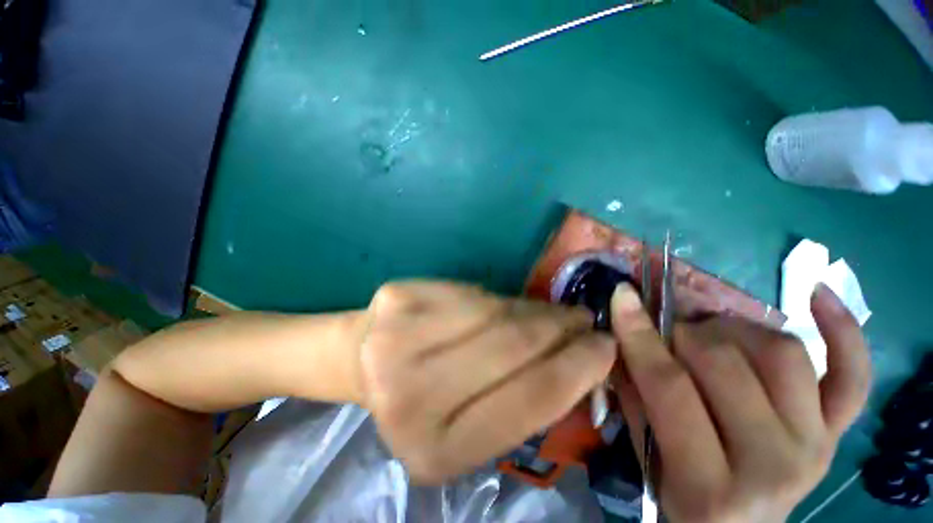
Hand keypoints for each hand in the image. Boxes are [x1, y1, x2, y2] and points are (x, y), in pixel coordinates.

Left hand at [355, 281, 616, 483]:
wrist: (365, 360)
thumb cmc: (423, 398)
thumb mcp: (471, 421)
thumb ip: (520, 398)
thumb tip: (577, 358)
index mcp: (436, 451)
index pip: (528, 401)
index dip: (577, 368)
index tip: (605, 346)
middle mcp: (411, 400)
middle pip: (512, 347)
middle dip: (560, 329)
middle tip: (584, 319)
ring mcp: (397, 342)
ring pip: (494, 312)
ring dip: (534, 309)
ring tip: (554, 311)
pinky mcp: (397, 299)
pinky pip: (470, 292)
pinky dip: (496, 298)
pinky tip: (505, 303)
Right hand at [610, 283, 870, 522]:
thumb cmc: (684, 495)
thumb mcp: (645, 454)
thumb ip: (633, 392)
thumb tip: (622, 331)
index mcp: (711, 485)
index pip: (670, 388)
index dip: (640, 335)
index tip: (622, 296)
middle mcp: (775, 465)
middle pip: (725, 365)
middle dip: (684, 335)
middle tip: (668, 335)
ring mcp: (817, 445)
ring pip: (780, 353)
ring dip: (733, 330)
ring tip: (713, 336)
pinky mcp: (839, 431)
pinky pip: (853, 373)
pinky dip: (842, 329)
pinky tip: (817, 294)